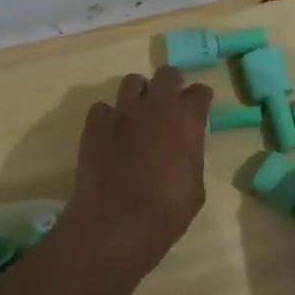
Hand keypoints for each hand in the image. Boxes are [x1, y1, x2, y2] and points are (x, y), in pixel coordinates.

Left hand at [63, 67, 212, 277]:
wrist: (117, 221)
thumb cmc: (167, 210)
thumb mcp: (195, 185)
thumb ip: (191, 157)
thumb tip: (184, 151)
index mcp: (186, 119)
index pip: (200, 92)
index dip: (200, 100)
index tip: (199, 111)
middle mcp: (155, 105)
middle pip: (167, 74)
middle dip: (171, 85)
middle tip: (170, 105)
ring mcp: (121, 112)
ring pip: (132, 82)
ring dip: (139, 94)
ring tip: (139, 114)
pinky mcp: (94, 125)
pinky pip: (102, 107)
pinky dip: (109, 115)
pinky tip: (111, 132)